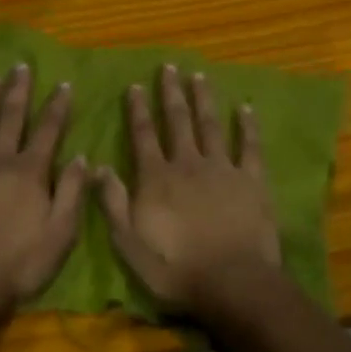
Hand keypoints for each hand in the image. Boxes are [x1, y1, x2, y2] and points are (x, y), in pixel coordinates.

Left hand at [0, 64, 86, 308]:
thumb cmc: (18, 264)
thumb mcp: (61, 234)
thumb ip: (73, 193)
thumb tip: (83, 157)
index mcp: (30, 172)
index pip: (48, 131)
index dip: (57, 106)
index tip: (62, 84)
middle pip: (10, 117)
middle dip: (18, 90)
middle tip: (20, 66)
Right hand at [94, 65, 281, 318]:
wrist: (232, 284)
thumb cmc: (175, 269)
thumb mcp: (129, 244)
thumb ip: (113, 203)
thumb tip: (98, 166)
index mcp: (156, 178)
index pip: (143, 135)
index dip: (138, 109)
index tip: (135, 85)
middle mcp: (187, 164)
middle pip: (178, 121)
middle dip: (171, 93)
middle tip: (169, 67)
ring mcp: (222, 169)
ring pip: (210, 125)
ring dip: (203, 99)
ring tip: (199, 76)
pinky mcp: (252, 181)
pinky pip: (250, 146)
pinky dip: (248, 126)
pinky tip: (246, 107)